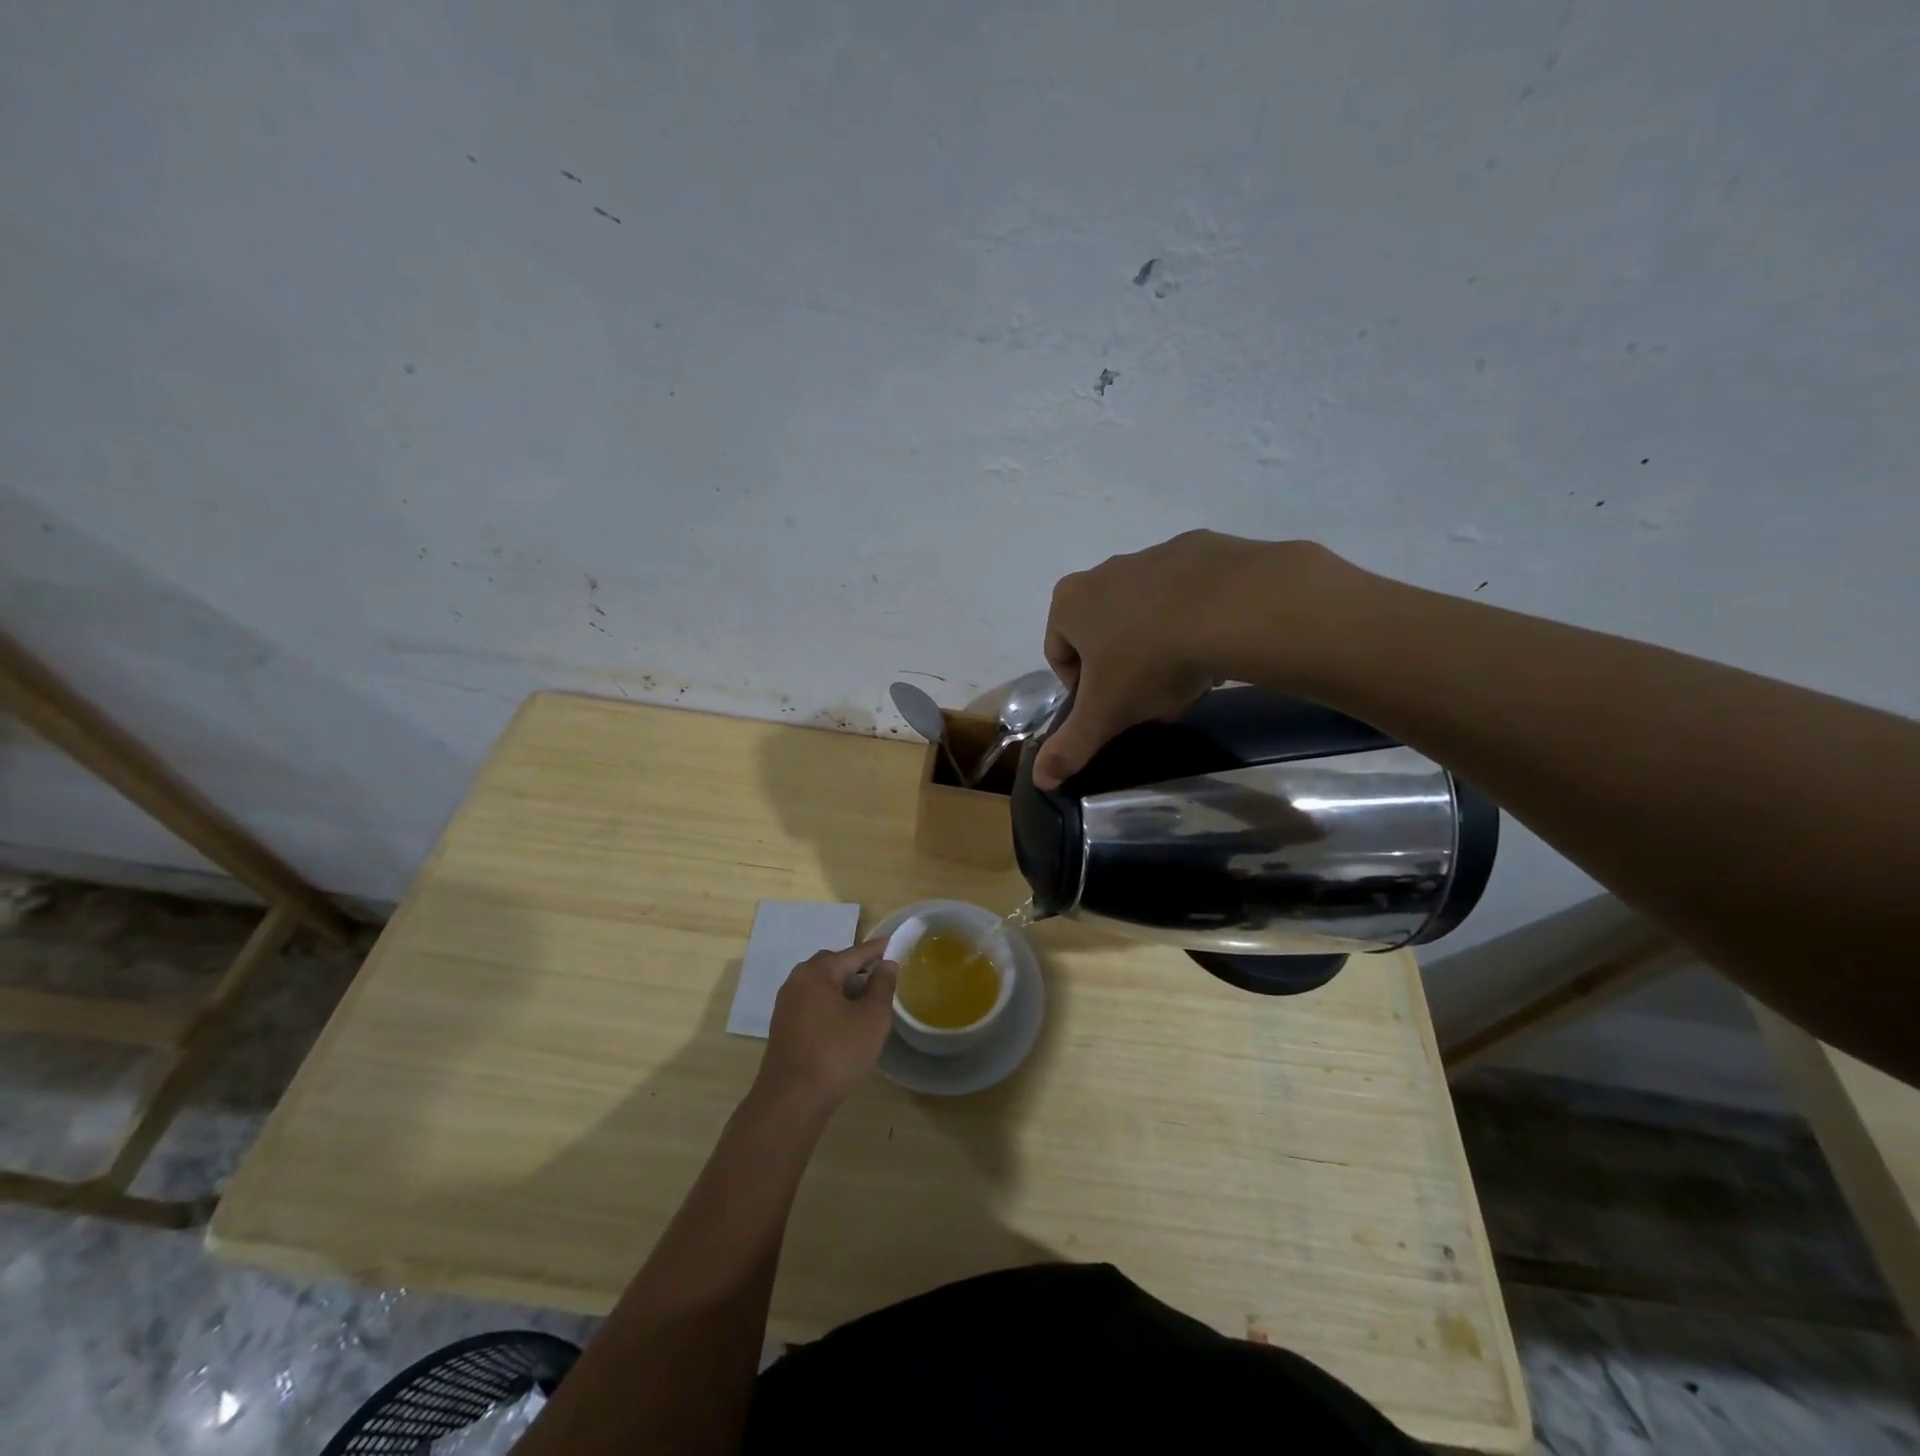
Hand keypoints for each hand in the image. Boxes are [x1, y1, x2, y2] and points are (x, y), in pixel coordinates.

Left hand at [756, 938, 898, 1108]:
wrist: (791, 1101)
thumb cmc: (836, 1053)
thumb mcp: (871, 1018)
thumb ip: (882, 986)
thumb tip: (886, 964)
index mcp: (817, 972)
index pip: (854, 953)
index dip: (877, 950)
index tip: (895, 943)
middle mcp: (797, 981)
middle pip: (834, 965)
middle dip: (858, 967)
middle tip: (883, 975)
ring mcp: (786, 1004)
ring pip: (822, 985)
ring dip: (845, 988)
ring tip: (868, 1000)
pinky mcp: (784, 1026)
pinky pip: (813, 1003)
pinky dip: (832, 1003)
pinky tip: (847, 1021)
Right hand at [1035, 532, 1359, 786]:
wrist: (1233, 607)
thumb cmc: (1150, 661)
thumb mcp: (1105, 714)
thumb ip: (1070, 747)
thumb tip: (1040, 779)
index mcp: (1069, 603)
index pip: (1059, 655)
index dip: (1081, 691)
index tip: (1111, 709)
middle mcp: (1103, 571)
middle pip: (1103, 635)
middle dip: (1123, 671)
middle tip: (1150, 700)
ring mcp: (1151, 556)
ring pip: (1144, 615)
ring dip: (1157, 647)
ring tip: (1187, 677)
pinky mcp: (1197, 549)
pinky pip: (1185, 596)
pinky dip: (1193, 620)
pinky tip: (1214, 645)